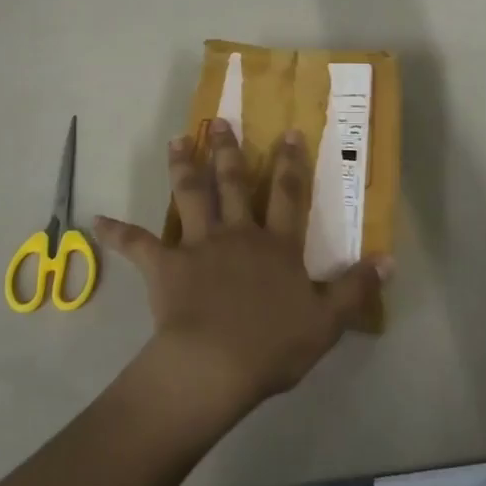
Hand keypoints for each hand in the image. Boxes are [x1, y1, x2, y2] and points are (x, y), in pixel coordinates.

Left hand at [94, 120, 388, 424]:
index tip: (288, 132)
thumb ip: (356, 287)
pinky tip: (97, 220)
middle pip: (233, 183)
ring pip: (190, 196)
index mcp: (275, 245)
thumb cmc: (273, 344)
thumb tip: (388, 258)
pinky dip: (118, 232)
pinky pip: (139, 245)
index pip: (286, 194)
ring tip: (177, 139)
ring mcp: (198, 246)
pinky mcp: (166, 266)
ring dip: (183, 167)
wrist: (216, 364)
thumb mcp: (327, 321)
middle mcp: (237, 234)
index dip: (289, 163)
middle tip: (222, 121)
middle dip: (229, 150)